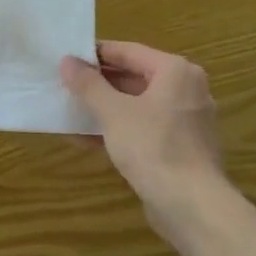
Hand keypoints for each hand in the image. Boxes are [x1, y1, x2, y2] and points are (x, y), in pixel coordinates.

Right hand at [60, 41, 226, 239]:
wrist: (190, 205)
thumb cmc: (152, 146)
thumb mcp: (112, 112)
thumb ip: (88, 84)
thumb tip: (67, 61)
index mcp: (175, 71)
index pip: (128, 51)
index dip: (95, 54)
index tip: (66, 58)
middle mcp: (186, 90)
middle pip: (134, 77)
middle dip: (98, 83)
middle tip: (64, 84)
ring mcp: (185, 121)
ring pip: (137, 105)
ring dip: (103, 108)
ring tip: (69, 109)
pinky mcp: (179, 147)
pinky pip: (143, 128)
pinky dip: (117, 129)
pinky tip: (85, 138)